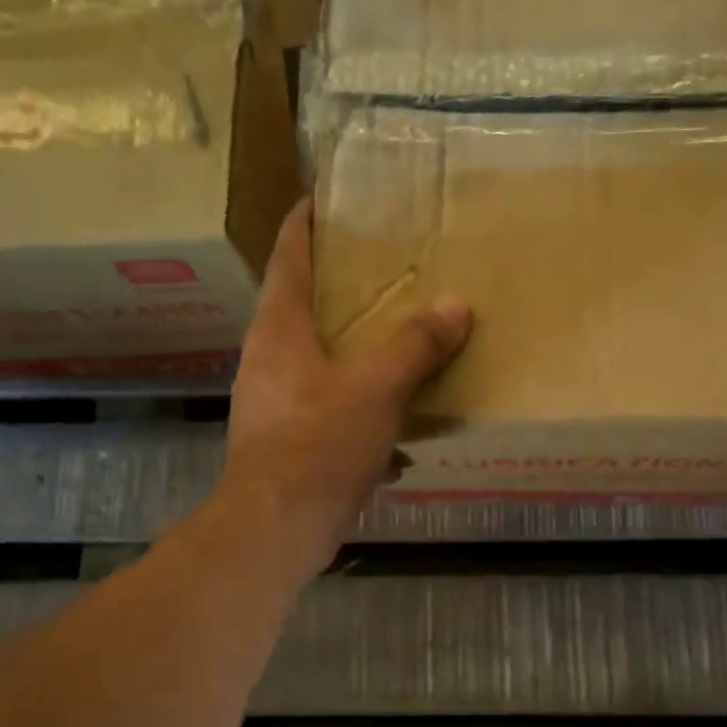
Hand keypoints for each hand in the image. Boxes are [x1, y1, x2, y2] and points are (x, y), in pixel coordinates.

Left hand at [218, 199, 471, 578]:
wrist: (276, 528)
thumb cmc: (319, 444)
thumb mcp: (377, 388)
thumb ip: (416, 345)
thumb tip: (457, 304)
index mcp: (280, 330)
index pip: (288, 257)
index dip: (303, 223)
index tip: (321, 197)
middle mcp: (270, 360)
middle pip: (303, 308)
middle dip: (340, 290)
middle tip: (383, 271)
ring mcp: (276, 404)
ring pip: (322, 364)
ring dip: (358, 356)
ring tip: (400, 346)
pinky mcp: (290, 444)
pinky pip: (332, 413)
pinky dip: (365, 415)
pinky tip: (401, 435)